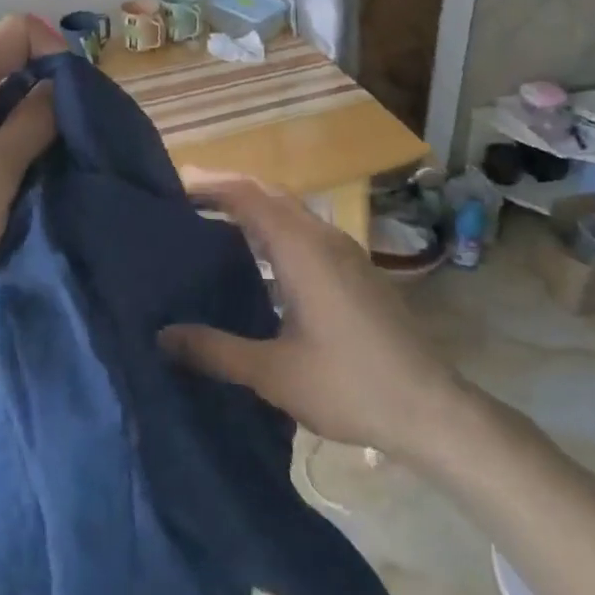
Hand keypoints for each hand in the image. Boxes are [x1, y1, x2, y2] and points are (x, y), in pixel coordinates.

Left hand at [0, 15, 62, 370]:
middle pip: (10, 66)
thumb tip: (61, 86)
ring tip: (57, 168)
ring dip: (34, 130)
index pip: (17, 31)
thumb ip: (31, 124)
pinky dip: (13, 154)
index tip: (78, 102)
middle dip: (50, 94)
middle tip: (77, 141)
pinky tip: (27, 186)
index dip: (55, 53)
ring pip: (1, 106)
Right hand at [159, 169, 464, 455]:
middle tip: (184, 201)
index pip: (247, 196)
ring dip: (252, 210)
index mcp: (301, 249)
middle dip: (227, 190)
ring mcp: (344, 252)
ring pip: (290, 213)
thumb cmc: (350, 385)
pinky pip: (305, 233)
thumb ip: (215, 350)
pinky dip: (274, 232)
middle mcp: (323, 238)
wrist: (432, 409)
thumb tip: (163, 335)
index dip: (209, 185)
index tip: (172, 188)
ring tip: (212, 227)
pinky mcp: (356, 271)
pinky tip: (259, 266)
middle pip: (268, 194)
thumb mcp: (273, 373)